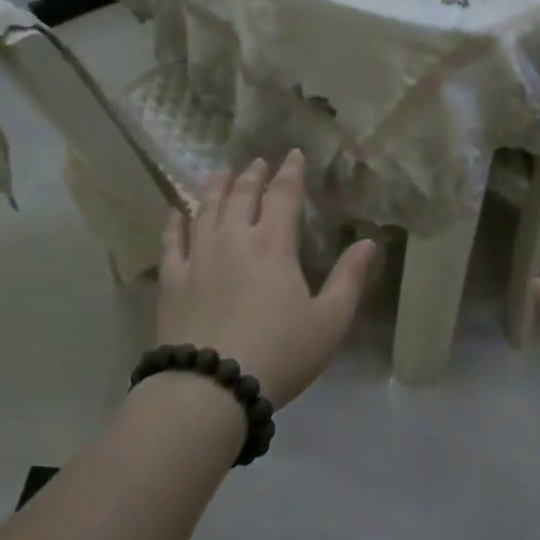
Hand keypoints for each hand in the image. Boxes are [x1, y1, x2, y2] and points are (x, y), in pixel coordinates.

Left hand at [158, 151, 375, 407]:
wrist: (212, 385)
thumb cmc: (280, 353)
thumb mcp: (329, 321)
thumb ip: (349, 279)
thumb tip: (368, 242)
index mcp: (273, 245)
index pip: (283, 196)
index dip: (290, 172)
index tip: (294, 154)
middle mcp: (233, 239)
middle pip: (241, 196)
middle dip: (252, 175)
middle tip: (257, 162)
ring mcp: (198, 256)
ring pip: (206, 210)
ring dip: (215, 188)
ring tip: (220, 173)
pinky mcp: (172, 278)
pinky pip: (171, 240)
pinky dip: (175, 222)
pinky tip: (176, 212)